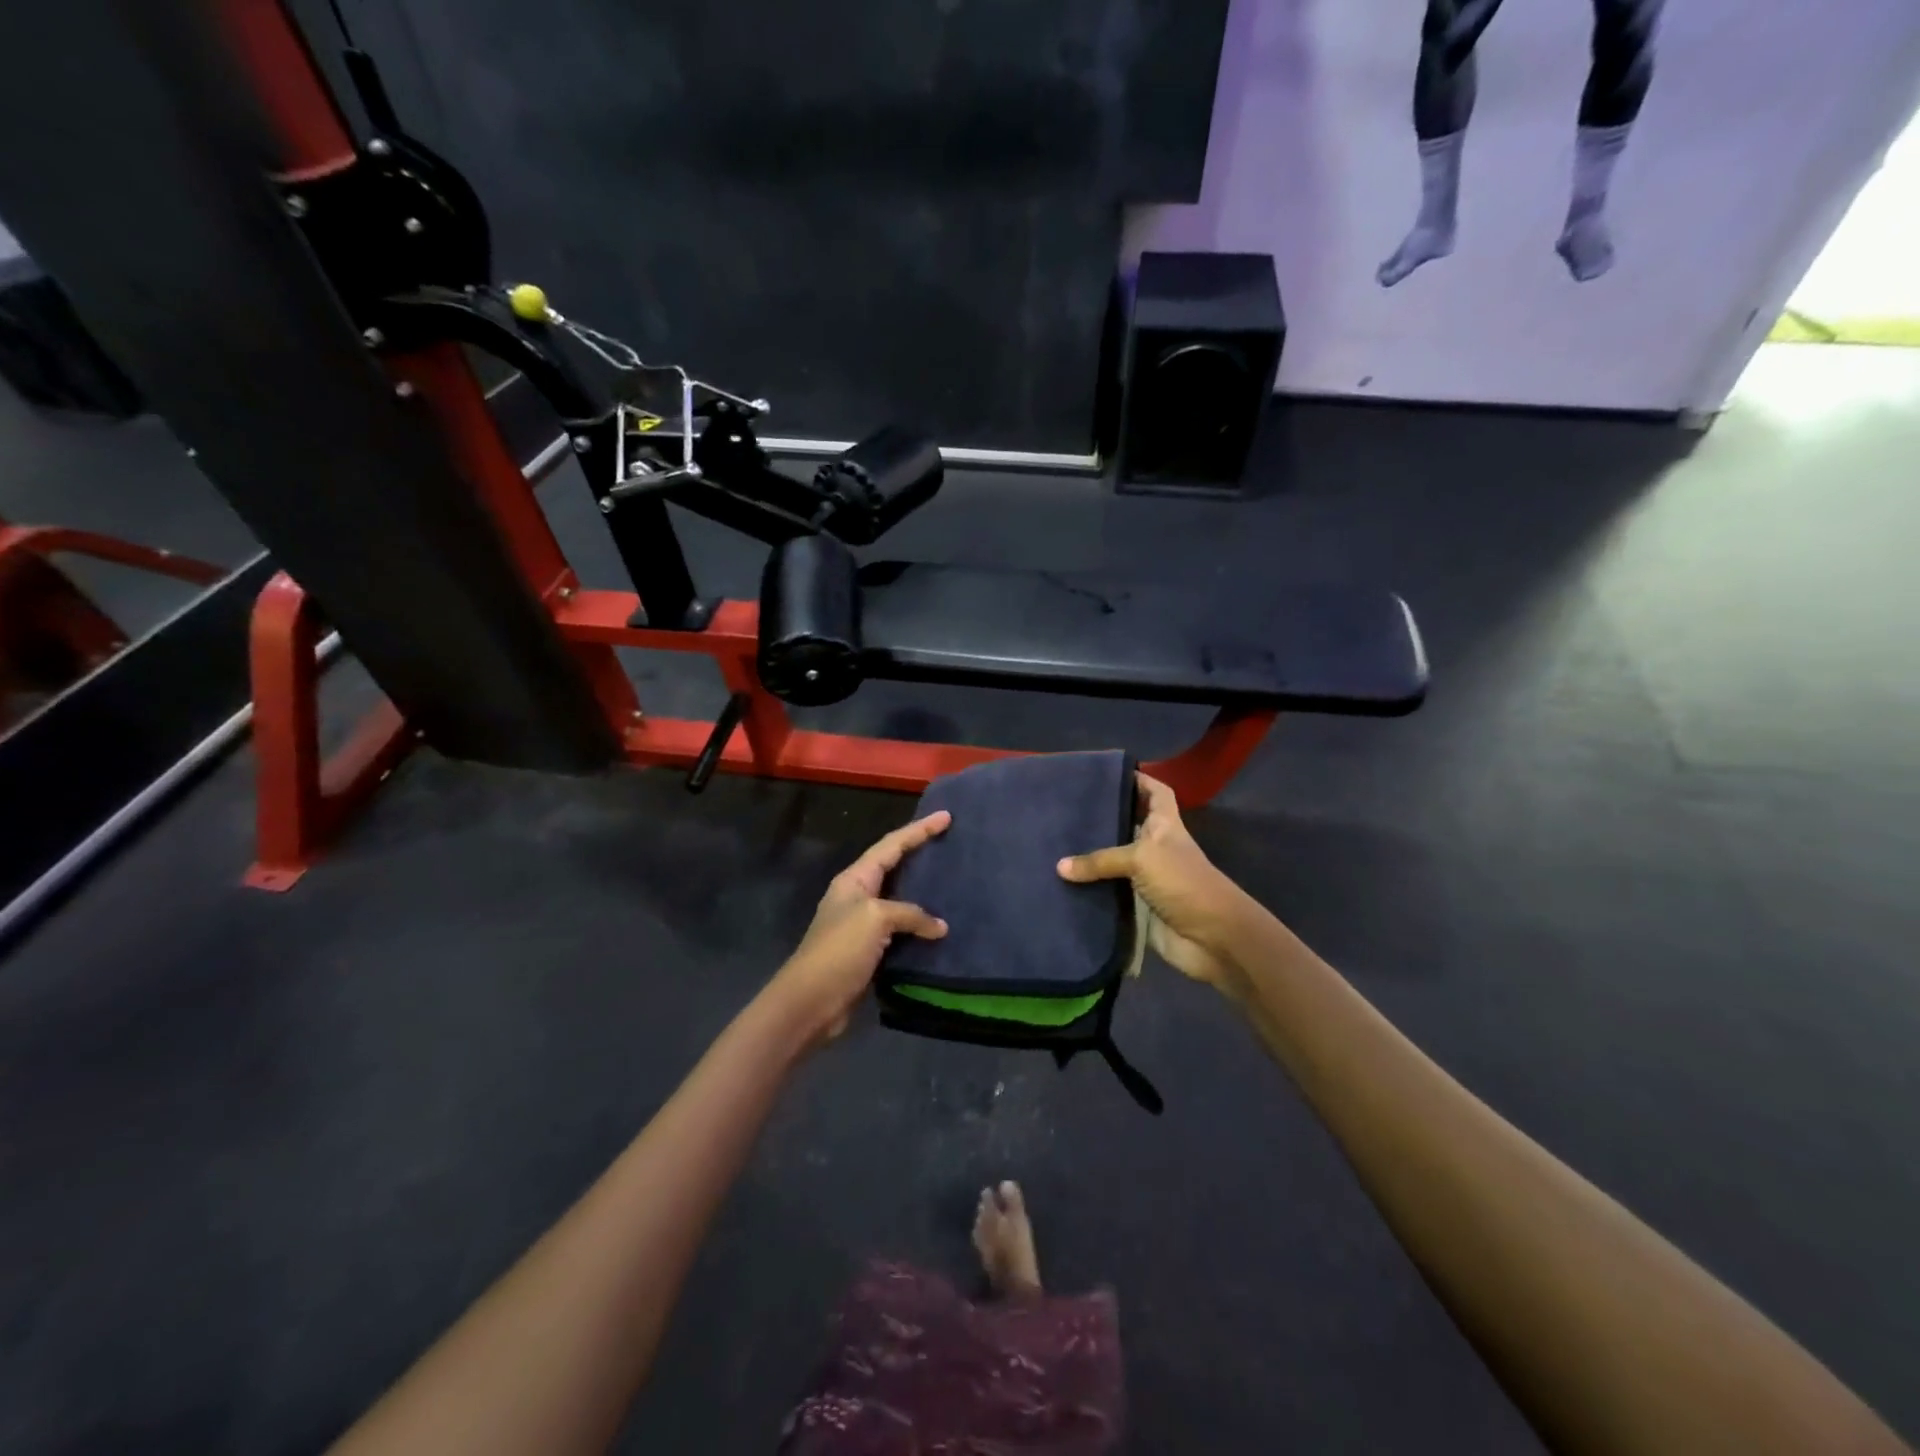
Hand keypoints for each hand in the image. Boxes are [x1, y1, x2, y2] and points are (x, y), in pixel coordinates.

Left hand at [770, 810, 951, 1043]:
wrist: (810, 1002)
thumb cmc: (839, 950)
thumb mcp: (875, 919)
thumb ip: (910, 914)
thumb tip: (939, 927)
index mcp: (855, 879)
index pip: (892, 845)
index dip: (919, 830)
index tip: (946, 817)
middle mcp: (858, 896)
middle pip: (894, 866)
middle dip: (921, 853)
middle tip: (951, 843)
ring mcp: (863, 925)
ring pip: (900, 900)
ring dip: (924, 892)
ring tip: (952, 882)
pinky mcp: (870, 951)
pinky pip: (901, 930)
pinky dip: (920, 926)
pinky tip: (941, 928)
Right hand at [1058, 774, 1251, 998]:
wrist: (1211, 938)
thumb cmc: (1183, 882)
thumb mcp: (1141, 859)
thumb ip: (1100, 860)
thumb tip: (1059, 866)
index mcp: (1165, 826)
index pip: (1156, 793)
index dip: (1139, 780)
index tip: (1108, 773)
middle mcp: (1156, 848)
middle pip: (1129, 826)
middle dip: (1104, 818)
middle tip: (1067, 809)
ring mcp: (1147, 879)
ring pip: (1115, 862)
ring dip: (1092, 858)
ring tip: (1055, 843)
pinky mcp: (1138, 907)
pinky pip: (1109, 894)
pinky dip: (1090, 890)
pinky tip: (1062, 884)